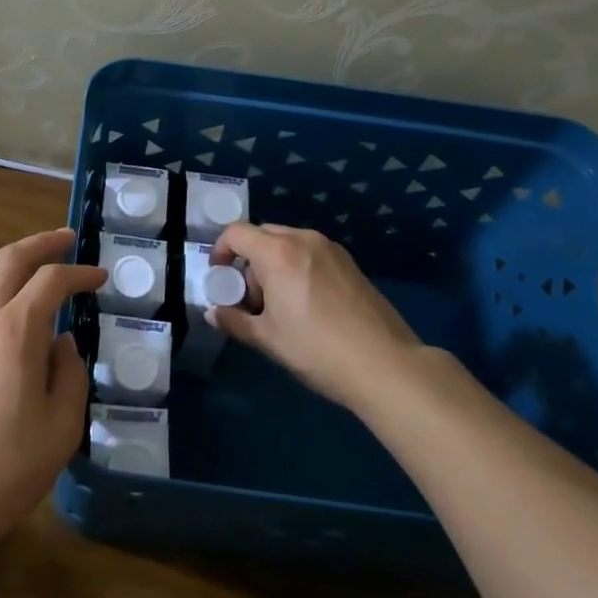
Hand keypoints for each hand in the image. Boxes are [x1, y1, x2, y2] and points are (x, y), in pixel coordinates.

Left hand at [0, 227, 103, 558]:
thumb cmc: (1, 470)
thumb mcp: (59, 430)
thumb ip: (69, 377)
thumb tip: (63, 345)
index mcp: (13, 332)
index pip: (51, 280)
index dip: (80, 272)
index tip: (101, 277)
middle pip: (8, 260)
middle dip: (41, 242)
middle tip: (68, 238)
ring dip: (20, 281)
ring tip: (50, 306)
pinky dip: (4, 317)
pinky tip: (17, 353)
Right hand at [210, 222, 423, 414]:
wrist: (385, 365)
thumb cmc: (317, 349)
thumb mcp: (268, 339)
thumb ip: (234, 321)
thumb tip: (212, 314)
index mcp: (277, 252)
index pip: (236, 233)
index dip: (220, 251)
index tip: (220, 279)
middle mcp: (303, 239)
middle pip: (262, 235)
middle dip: (248, 261)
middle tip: (251, 299)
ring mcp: (331, 249)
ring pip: (288, 244)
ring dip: (273, 265)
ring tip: (280, 306)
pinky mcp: (350, 263)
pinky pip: (310, 253)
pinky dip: (297, 268)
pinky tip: (307, 306)